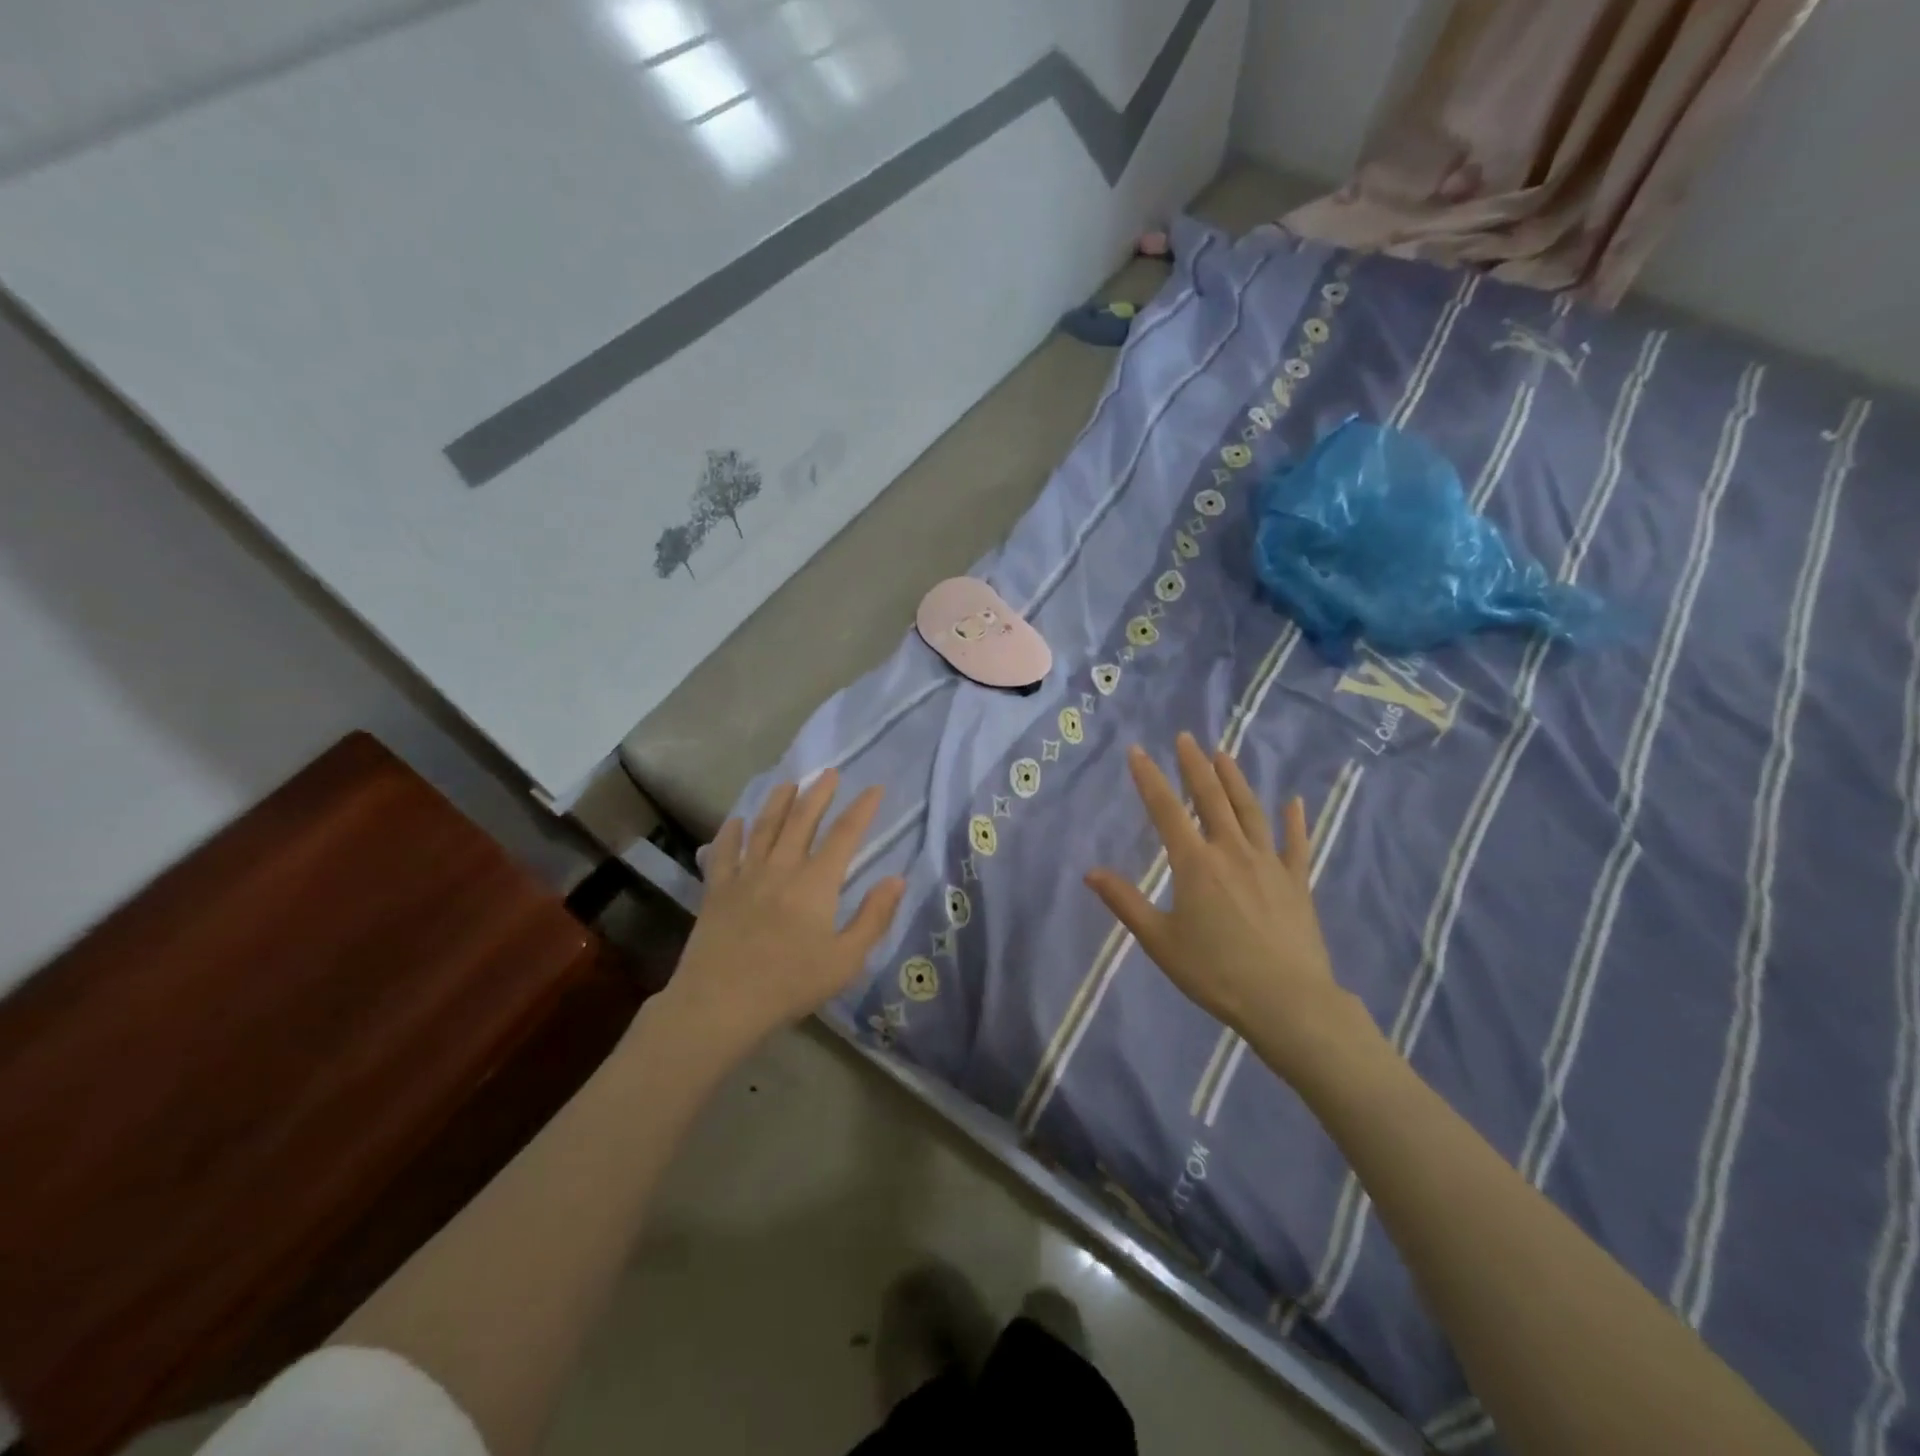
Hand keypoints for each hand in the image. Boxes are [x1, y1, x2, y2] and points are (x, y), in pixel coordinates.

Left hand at [662, 770, 905, 1058]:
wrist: (721, 1003)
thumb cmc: (790, 984)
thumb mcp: (846, 960)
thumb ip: (874, 917)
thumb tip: (897, 879)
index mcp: (816, 883)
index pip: (844, 835)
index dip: (862, 809)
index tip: (874, 788)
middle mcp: (781, 868)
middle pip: (802, 820)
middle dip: (818, 793)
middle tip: (829, 772)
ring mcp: (745, 876)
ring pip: (764, 827)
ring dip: (778, 802)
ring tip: (789, 783)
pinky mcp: (717, 890)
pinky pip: (724, 852)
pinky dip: (731, 833)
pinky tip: (737, 821)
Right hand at [1085, 734, 1374, 1078]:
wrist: (1287, 1001)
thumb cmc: (1215, 972)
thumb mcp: (1159, 941)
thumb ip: (1125, 902)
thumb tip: (1090, 872)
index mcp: (1195, 863)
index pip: (1165, 810)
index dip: (1149, 778)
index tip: (1137, 751)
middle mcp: (1231, 851)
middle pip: (1211, 798)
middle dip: (1195, 766)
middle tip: (1186, 737)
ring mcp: (1269, 863)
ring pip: (1250, 811)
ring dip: (1235, 780)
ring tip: (1224, 755)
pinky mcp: (1297, 881)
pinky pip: (1295, 843)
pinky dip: (1294, 820)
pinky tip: (1294, 801)